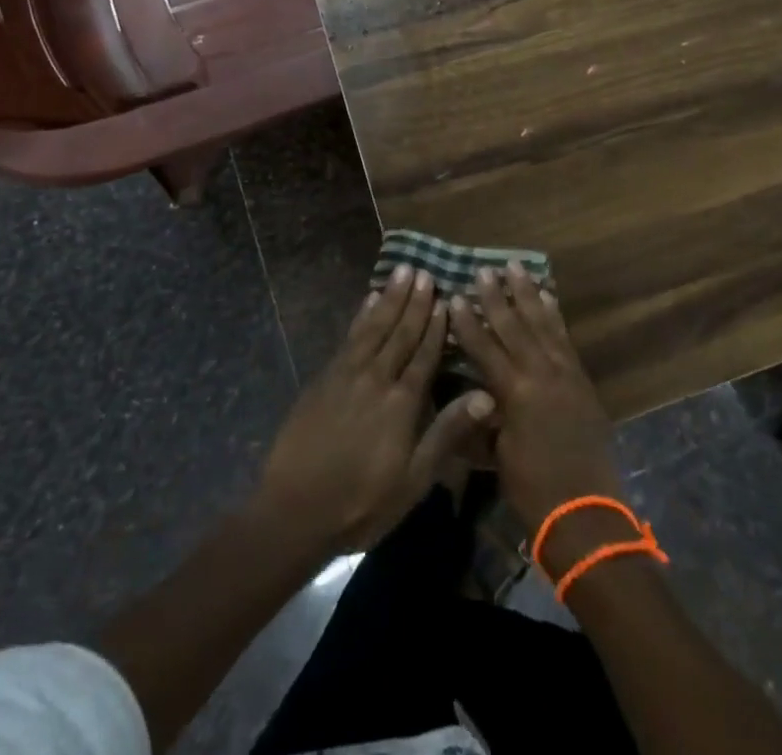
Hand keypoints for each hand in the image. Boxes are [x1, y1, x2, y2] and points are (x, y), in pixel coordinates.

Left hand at [255, 268, 493, 555]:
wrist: (294, 510)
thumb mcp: (414, 479)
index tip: (445, 297)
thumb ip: (447, 433)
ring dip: (389, 298)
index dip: (435, 326)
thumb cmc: (362, 502)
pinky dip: (361, 315)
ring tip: (401, 271)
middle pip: (399, 332)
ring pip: (374, 326)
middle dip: (414, 301)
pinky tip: (368, 301)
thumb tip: (486, 395)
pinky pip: (349, 336)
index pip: (424, 354)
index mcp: (402, 402)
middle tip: (424, 271)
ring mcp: (346, 374)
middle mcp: (376, 378)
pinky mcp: (324, 378)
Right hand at [448, 263, 623, 564]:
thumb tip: (471, 393)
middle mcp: (540, 373)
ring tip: (516, 268)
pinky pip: (564, 337)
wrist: (585, 511)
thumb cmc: (531, 488)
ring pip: (542, 323)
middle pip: (514, 326)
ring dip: (527, 294)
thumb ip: (484, 417)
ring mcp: (564, 372)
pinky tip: (547, 297)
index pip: (484, 348)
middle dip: (496, 297)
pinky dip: (554, 315)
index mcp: (514, 392)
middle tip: (483, 270)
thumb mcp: (497, 454)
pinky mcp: (581, 378)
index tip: (454, 297)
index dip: (467, 322)